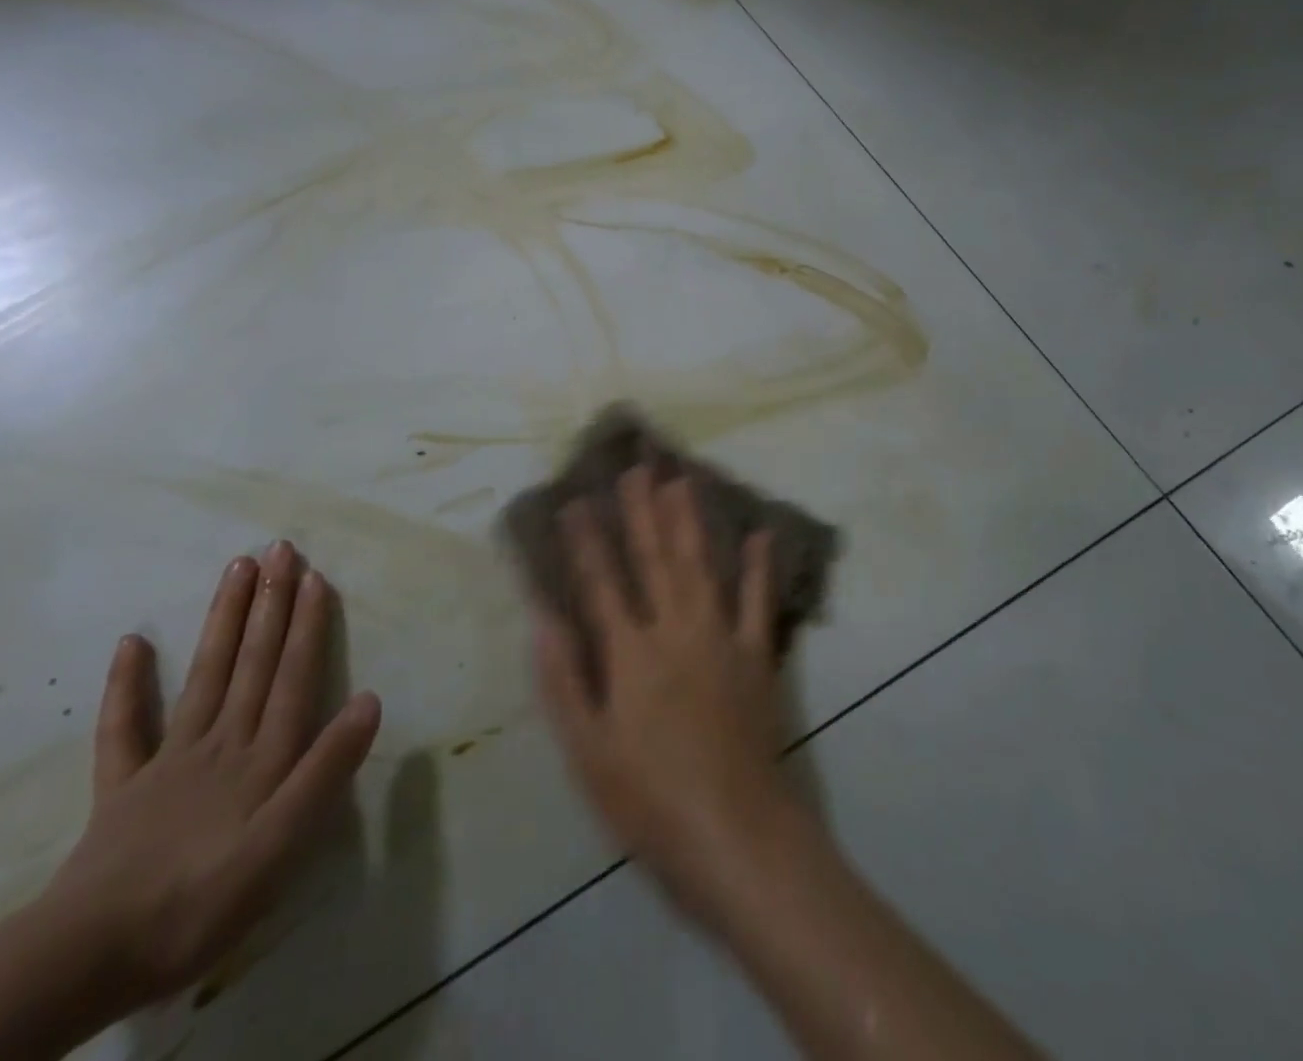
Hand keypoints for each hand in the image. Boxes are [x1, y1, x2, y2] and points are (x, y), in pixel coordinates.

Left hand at [40, 541, 380, 1009]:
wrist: (88, 957)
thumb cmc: (203, 900)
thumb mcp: (284, 844)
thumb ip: (326, 769)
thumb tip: (369, 699)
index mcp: (262, 756)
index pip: (292, 676)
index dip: (307, 625)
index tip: (314, 576)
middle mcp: (221, 741)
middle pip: (252, 662)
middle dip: (270, 603)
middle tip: (279, 549)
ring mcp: (168, 760)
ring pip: (205, 675)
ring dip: (224, 620)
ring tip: (237, 569)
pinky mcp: (123, 788)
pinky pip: (124, 728)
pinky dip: (128, 684)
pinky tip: (132, 642)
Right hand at [534, 467, 807, 923]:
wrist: (735, 833)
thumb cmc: (650, 800)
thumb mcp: (588, 751)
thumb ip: (563, 681)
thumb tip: (542, 619)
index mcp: (630, 654)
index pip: (601, 583)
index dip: (587, 541)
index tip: (576, 500)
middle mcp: (674, 630)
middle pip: (654, 559)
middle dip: (642, 511)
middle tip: (636, 468)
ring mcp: (720, 637)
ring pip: (700, 565)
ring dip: (689, 520)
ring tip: (681, 479)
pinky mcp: (755, 655)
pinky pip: (757, 601)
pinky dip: (759, 566)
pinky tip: (760, 533)